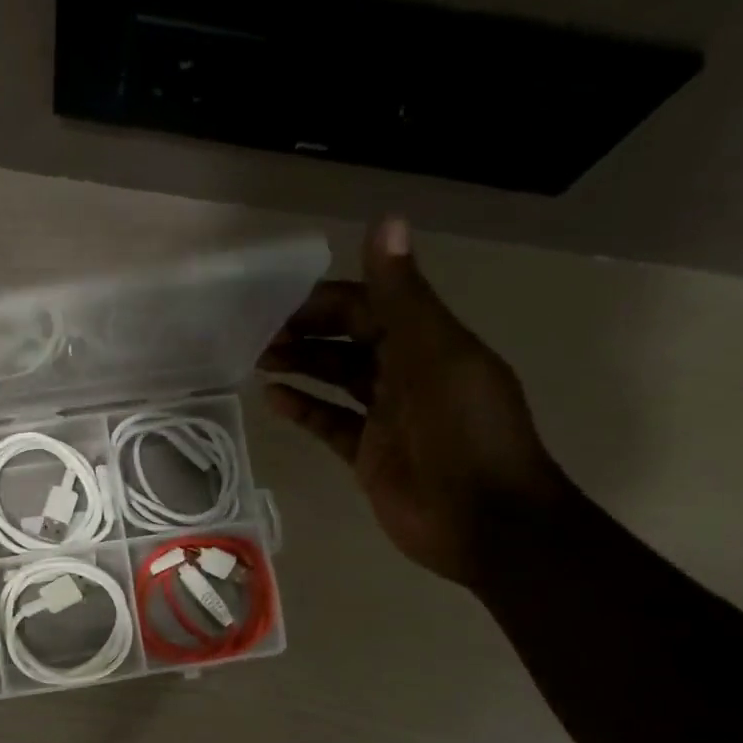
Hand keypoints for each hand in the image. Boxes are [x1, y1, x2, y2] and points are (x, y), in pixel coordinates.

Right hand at [260, 217, 567, 586]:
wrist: (483, 521)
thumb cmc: (465, 433)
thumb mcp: (436, 355)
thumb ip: (403, 296)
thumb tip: (385, 221)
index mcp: (430, 343)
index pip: (372, 306)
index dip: (329, 300)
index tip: (281, 300)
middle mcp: (408, 373)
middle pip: (350, 341)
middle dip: (308, 332)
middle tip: (259, 332)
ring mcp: (387, 416)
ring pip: (337, 379)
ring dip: (302, 365)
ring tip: (258, 358)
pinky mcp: (368, 454)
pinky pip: (330, 423)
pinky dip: (304, 409)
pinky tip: (273, 399)